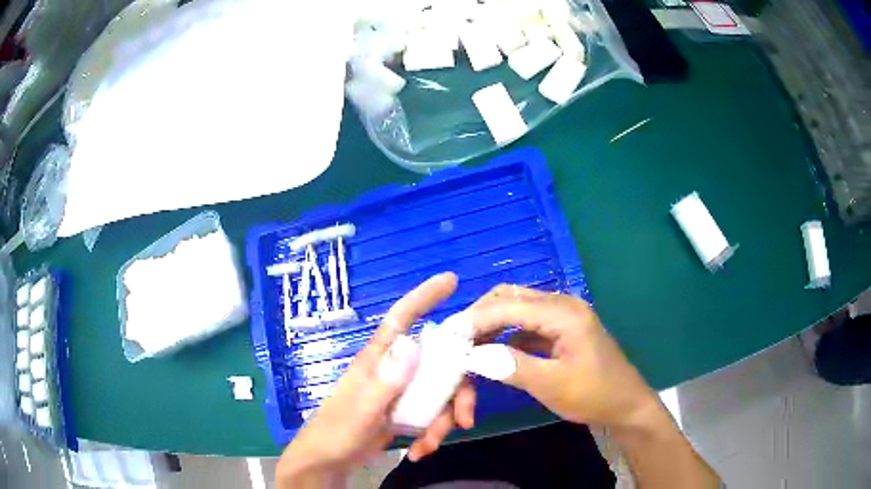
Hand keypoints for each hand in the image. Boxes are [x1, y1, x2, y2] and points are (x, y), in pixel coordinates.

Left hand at [276, 273, 475, 487]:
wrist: (328, 461)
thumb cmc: (337, 432)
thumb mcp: (362, 410)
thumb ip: (385, 381)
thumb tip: (413, 342)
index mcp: (379, 360)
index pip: (401, 319)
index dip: (424, 297)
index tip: (451, 280)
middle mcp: (394, 370)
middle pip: (439, 365)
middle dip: (457, 392)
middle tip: (464, 419)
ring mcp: (400, 393)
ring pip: (440, 393)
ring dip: (443, 422)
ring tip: (429, 445)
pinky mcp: (404, 413)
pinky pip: (432, 415)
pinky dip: (431, 434)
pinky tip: (419, 450)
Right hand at [468, 285, 659, 429]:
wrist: (626, 405)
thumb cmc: (594, 395)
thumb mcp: (552, 384)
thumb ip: (511, 366)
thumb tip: (472, 355)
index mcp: (563, 312)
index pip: (508, 305)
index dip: (475, 319)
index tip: (446, 336)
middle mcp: (561, 305)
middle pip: (510, 297)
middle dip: (479, 316)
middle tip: (454, 339)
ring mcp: (562, 316)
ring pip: (515, 309)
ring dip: (490, 325)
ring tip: (466, 345)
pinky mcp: (560, 330)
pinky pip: (525, 325)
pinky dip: (504, 335)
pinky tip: (491, 351)